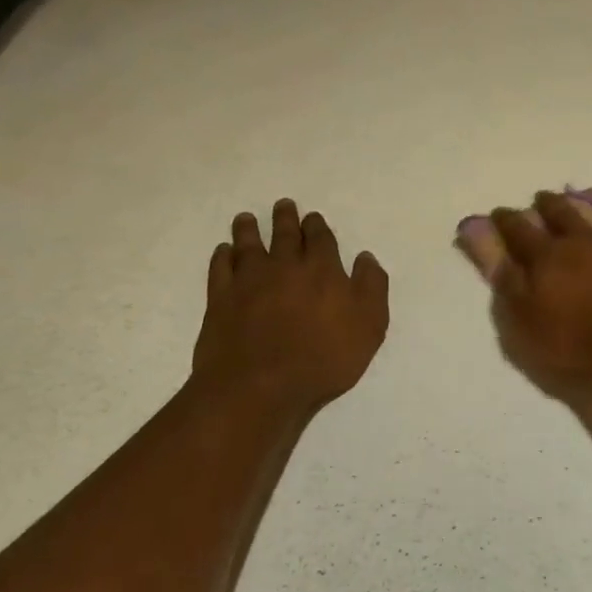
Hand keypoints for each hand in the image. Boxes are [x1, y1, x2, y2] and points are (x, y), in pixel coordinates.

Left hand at [191, 199, 389, 412]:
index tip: (313, 218)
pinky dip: (222, 256)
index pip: (321, 239)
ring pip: (248, 244)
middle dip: (286, 218)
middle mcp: (284, 266)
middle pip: (284, 235)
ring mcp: (248, 281)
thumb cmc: (323, 359)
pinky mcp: (220, 299)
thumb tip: (365, 257)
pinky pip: (220, 267)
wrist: (260, 385)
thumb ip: (371, 288)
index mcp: (322, 270)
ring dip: (249, 229)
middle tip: (283, 205)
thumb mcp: (369, 327)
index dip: (317, 226)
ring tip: (247, 219)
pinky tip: (224, 252)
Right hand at [490, 189, 591, 386]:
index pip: (520, 234)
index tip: (499, 212)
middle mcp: (586, 242)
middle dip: (551, 205)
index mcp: (549, 258)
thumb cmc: (581, 337)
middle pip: (565, 216)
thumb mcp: (528, 323)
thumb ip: (512, 291)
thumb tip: (500, 263)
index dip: (507, 222)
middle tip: (543, 195)